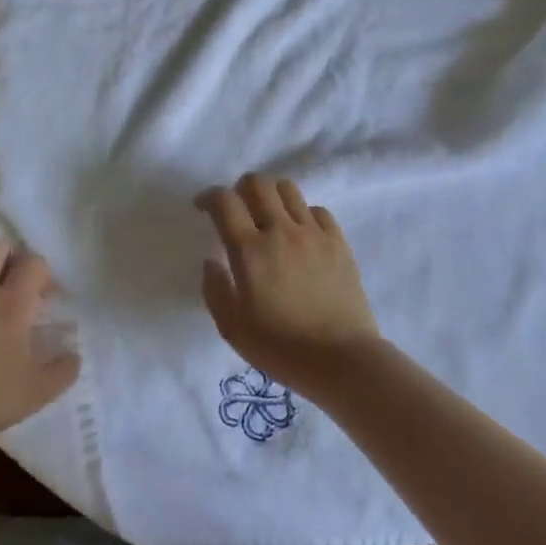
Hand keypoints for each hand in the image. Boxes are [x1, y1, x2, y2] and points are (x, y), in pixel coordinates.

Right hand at [195, 175, 385, 401]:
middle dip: (240, 189)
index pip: (224, 201)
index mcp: (250, 250)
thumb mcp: (232, 328)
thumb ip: (215, 290)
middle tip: (237, 210)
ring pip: (288, 189)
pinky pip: (318, 210)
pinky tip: (300, 234)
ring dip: (271, 195)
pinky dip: (302, 214)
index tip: (203, 208)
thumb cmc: (281, 348)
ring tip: (268, 216)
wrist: (342, 360)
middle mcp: (281, 231)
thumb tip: (211, 262)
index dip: (208, 197)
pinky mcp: (339, 243)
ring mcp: (314, 234)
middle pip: (258, 184)